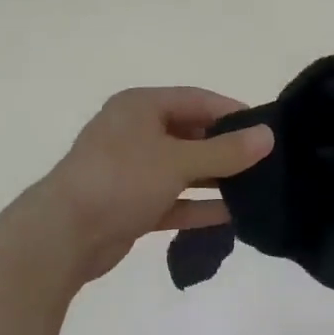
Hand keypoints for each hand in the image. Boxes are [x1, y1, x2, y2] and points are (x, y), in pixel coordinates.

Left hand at [39, 87, 273, 283]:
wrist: (65, 234)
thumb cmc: (121, 180)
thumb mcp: (178, 160)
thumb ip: (225, 151)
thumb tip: (268, 136)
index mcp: (140, 107)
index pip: (197, 100)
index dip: (232, 112)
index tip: (268, 130)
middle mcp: (135, 133)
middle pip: (191, 135)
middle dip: (226, 150)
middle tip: (266, 164)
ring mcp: (132, 171)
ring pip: (183, 171)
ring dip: (214, 180)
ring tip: (256, 190)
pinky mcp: (131, 205)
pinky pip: (173, 201)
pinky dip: (197, 206)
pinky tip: (231, 216)